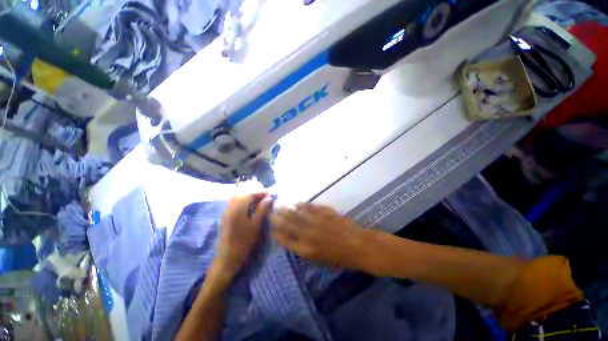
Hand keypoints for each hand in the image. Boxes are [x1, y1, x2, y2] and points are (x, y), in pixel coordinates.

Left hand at [217, 193, 272, 274]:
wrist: (228, 256)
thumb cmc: (244, 241)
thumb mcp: (256, 225)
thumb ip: (262, 209)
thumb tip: (269, 198)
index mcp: (238, 209)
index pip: (250, 194)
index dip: (261, 192)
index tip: (271, 192)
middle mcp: (230, 207)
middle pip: (243, 193)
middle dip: (255, 193)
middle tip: (265, 196)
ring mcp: (227, 211)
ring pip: (238, 197)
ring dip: (248, 196)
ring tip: (259, 200)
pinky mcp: (226, 215)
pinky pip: (234, 202)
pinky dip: (243, 200)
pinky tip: (250, 206)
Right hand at [270, 203, 372, 269]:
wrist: (358, 245)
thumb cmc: (340, 257)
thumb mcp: (320, 260)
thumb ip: (305, 249)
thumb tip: (294, 239)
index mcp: (306, 249)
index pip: (285, 240)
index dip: (276, 233)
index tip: (272, 227)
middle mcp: (308, 234)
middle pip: (288, 224)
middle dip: (278, 218)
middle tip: (272, 212)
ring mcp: (316, 221)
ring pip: (297, 213)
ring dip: (287, 209)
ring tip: (280, 205)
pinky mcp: (324, 212)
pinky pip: (310, 207)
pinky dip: (301, 204)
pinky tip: (296, 202)